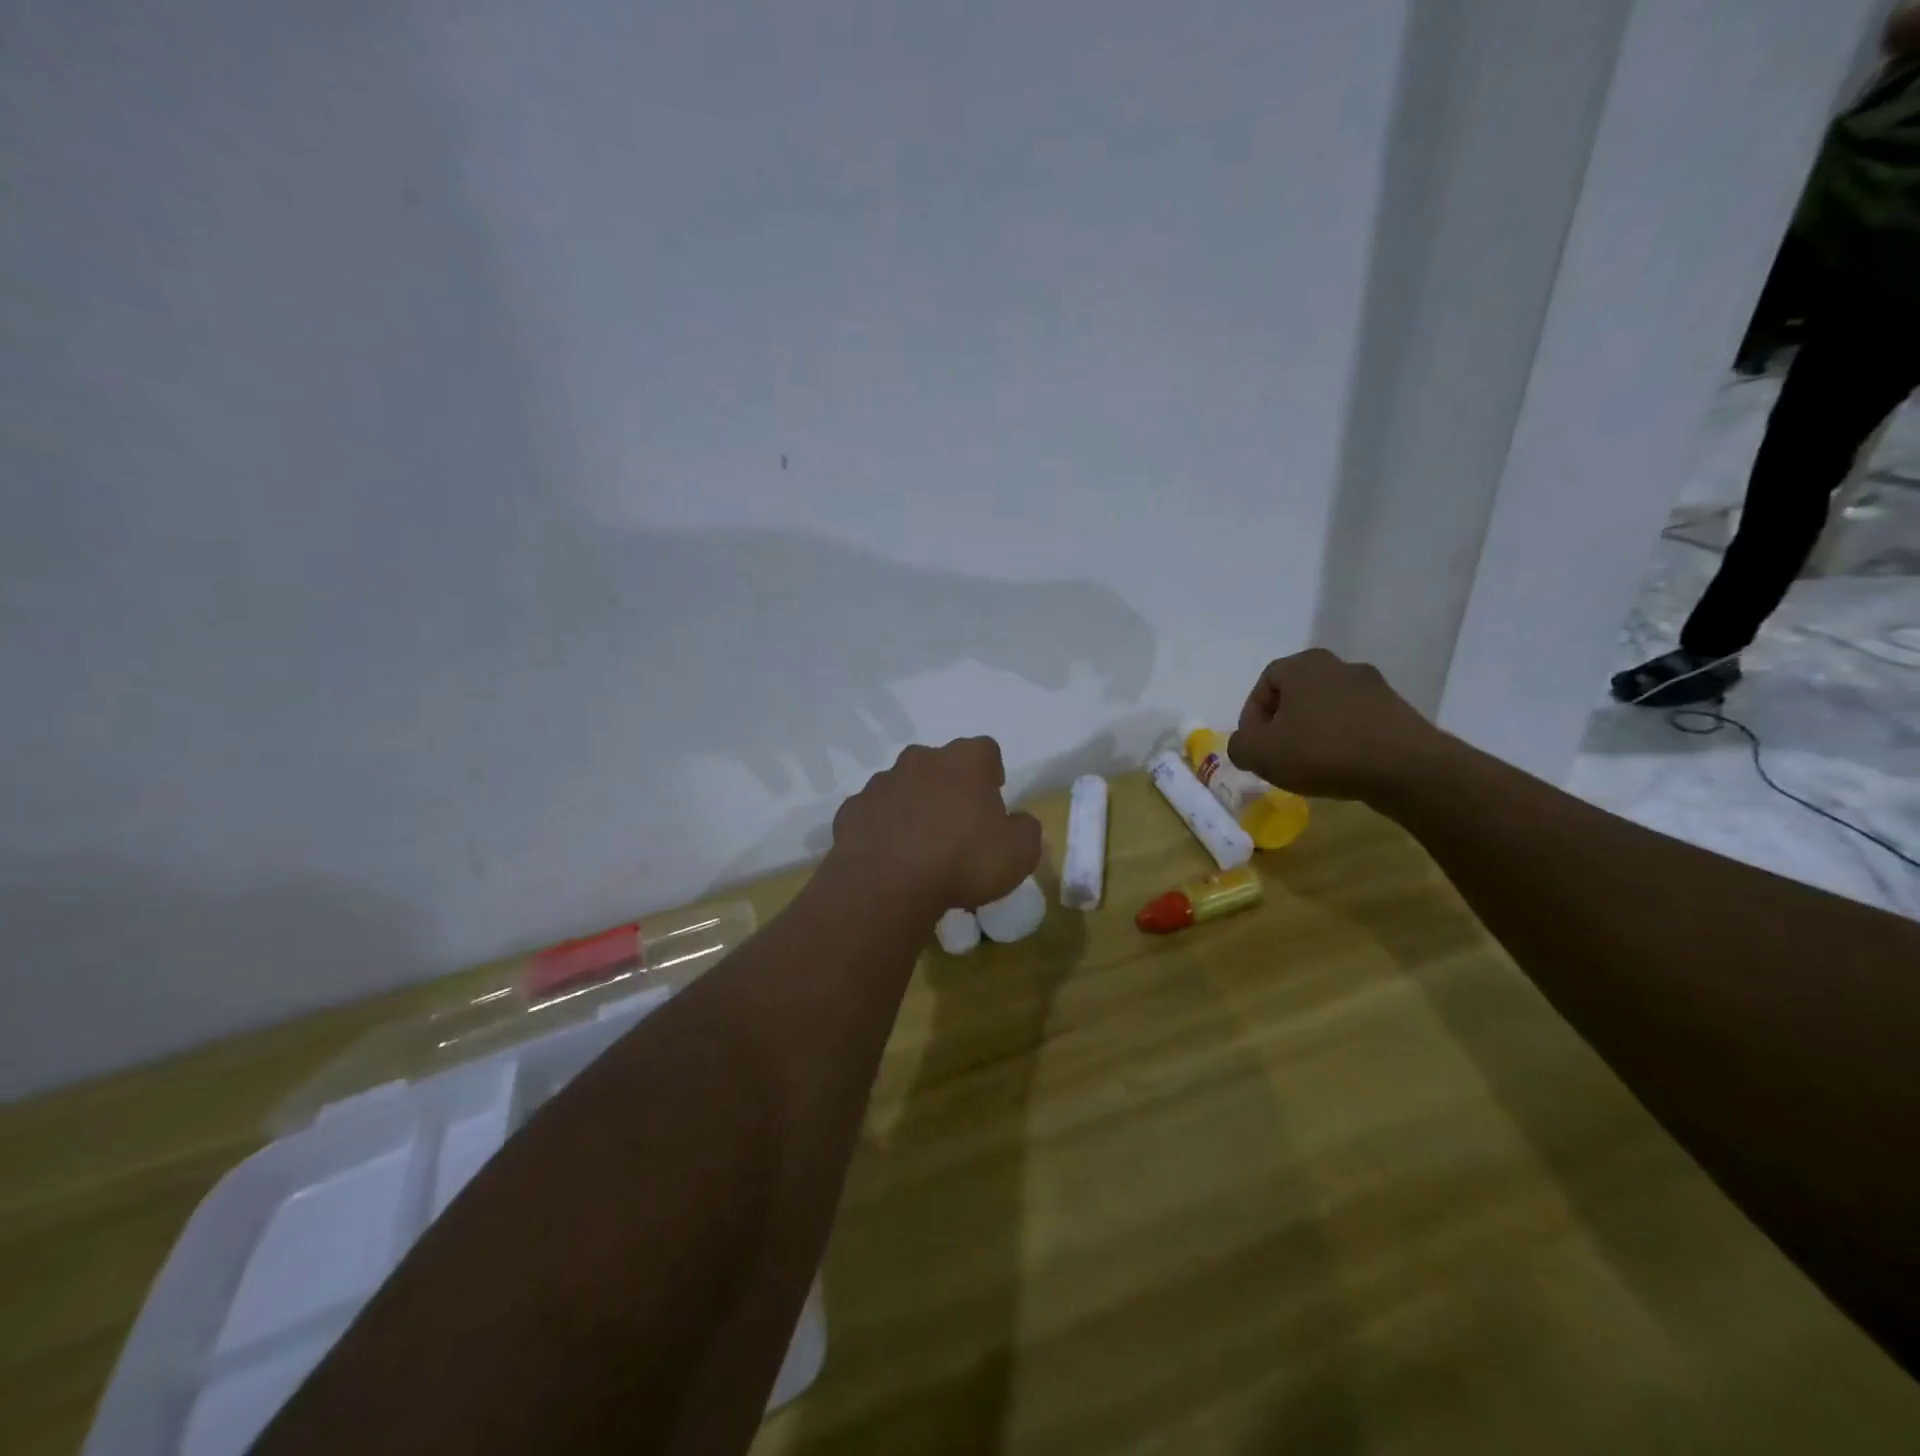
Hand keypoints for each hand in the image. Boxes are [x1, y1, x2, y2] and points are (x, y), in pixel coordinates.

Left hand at [828, 737, 1041, 911]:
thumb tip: (1018, 822)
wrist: (886, 885)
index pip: (985, 750)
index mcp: (964, 762)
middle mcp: (920, 761)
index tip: (993, 798)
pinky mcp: (851, 810)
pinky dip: (882, 828)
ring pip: (903, 786)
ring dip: (913, 806)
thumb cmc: (963, 861)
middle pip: (940, 764)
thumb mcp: (1019, 853)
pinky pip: (873, 814)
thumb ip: (1026, 830)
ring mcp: (880, 783)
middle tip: (957, 823)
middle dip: (948, 786)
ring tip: (920, 845)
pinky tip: (889, 857)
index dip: (991, 771)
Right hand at [1226, 649, 1443, 800]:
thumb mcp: (1260, 754)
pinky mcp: (1398, 712)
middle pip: (1297, 694)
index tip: (1253, 746)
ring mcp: (1374, 687)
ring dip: (1313, 733)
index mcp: (1304, 665)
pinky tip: (1341, 768)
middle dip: (1282, 724)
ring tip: (1309, 765)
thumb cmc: (1322, 751)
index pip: (1265, 683)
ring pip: (1327, 708)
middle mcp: (1339, 666)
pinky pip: (1356, 723)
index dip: (1252, 716)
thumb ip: (1239, 745)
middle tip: (1277, 754)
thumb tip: (1246, 745)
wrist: (1405, 769)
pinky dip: (1342, 741)